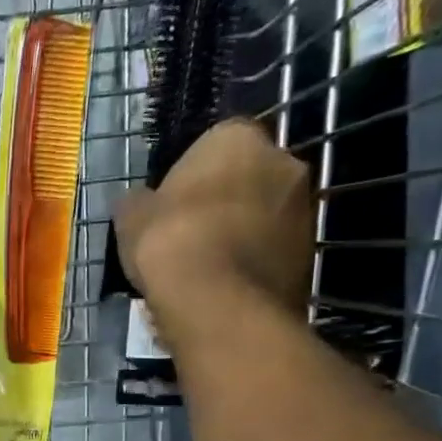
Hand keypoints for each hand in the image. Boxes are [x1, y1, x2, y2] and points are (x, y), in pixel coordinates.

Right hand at [113, 120, 311, 335]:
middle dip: (224, 199)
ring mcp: (304, 207)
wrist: (217, 302)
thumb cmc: (170, 242)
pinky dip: (253, 261)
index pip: (214, 144)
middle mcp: (283, 161)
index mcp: (237, 138)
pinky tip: (225, 285)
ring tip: (207, 265)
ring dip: (242, 231)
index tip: (172, 202)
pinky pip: (273, 248)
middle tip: (190, 232)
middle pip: (247, 176)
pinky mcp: (310, 251)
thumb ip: (140, 202)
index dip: (191, 174)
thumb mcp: (131, 217)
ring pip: (265, 213)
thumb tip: (142, 202)